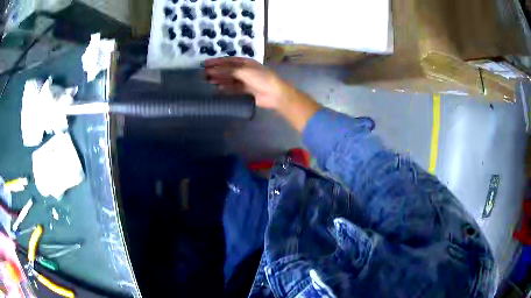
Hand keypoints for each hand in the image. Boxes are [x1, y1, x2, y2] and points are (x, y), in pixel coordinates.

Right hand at [204, 57, 320, 131]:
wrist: (275, 94)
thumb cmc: (261, 78)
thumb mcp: (244, 71)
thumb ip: (227, 71)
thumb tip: (212, 71)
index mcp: (245, 62)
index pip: (227, 60)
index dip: (215, 62)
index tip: (204, 64)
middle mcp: (244, 70)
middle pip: (227, 70)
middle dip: (216, 72)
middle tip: (203, 75)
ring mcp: (245, 81)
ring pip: (229, 80)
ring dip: (219, 80)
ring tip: (207, 82)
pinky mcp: (245, 91)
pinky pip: (232, 89)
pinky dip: (225, 89)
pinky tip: (217, 90)